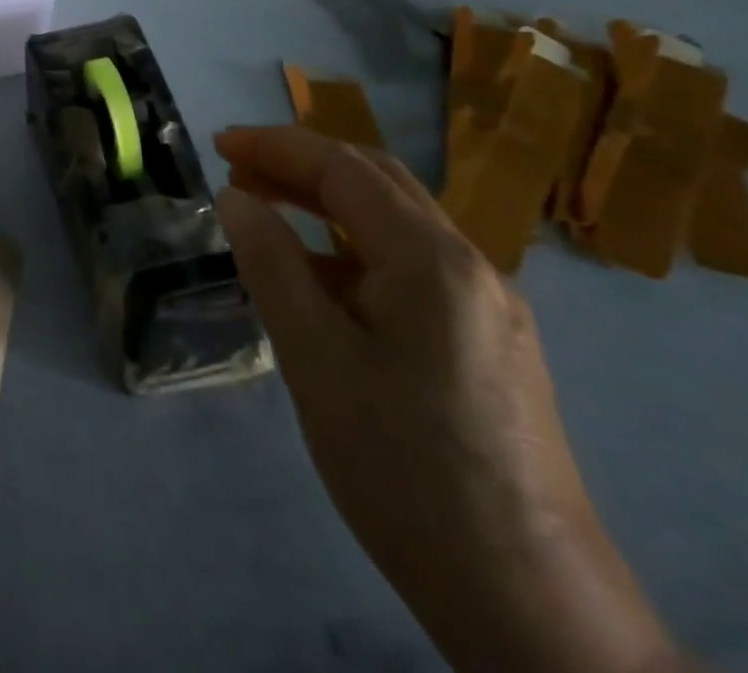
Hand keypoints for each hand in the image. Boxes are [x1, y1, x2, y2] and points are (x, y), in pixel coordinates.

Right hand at [215, 127, 685, 672]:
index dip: (277, 147)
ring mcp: (487, 305)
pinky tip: (318, 273)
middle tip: (236, 166)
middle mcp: (471, 266)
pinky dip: (353, 245)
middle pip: (378, 181)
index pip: (345, 169)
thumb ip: (272, 265)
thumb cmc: (405, 469)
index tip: (218, 144)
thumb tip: (236, 197)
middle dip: (302, 162)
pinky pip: (411, 263)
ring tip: (265, 206)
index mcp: (433, 262)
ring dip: (327, 200)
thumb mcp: (316, 360)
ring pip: (397, 221)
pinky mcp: (488, 341)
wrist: (529, 603)